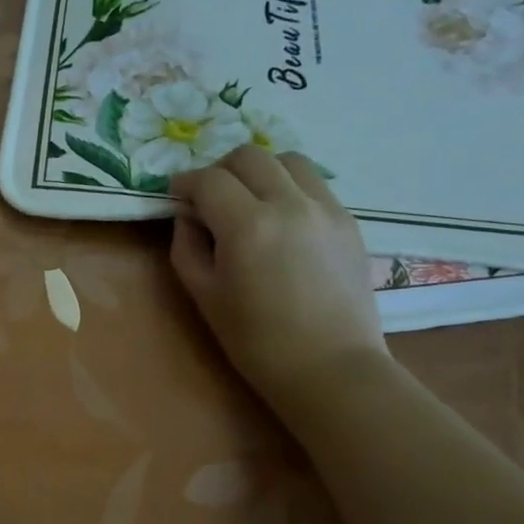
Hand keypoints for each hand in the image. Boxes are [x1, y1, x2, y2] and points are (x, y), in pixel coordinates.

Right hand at [170, 145, 386, 406]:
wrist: (329, 367)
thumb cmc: (255, 340)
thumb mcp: (204, 296)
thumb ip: (187, 247)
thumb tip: (187, 216)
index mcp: (248, 226)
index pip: (209, 180)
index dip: (185, 183)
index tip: (175, 196)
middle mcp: (290, 204)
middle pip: (249, 156)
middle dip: (220, 169)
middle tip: (208, 197)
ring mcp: (326, 208)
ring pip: (288, 160)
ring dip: (259, 171)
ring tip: (248, 200)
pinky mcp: (348, 221)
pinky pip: (313, 184)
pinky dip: (288, 188)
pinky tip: (280, 220)